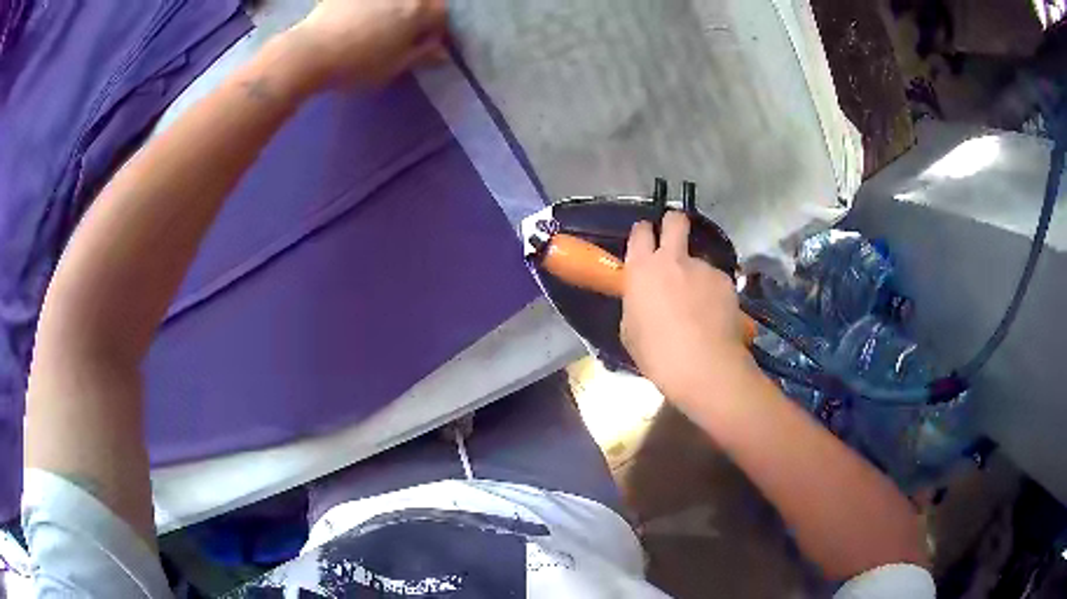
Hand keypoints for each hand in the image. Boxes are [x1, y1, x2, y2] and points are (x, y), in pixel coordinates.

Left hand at [291, 0, 448, 87]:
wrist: (309, 53)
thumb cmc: (357, 64)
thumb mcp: (394, 67)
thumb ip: (420, 55)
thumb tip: (441, 51)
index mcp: (419, 10)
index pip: (441, 14)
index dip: (435, 29)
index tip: (424, 44)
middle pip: (418, 1)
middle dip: (415, 14)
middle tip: (401, 32)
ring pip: (391, 1)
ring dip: (390, 9)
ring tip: (375, 26)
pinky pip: (361, 3)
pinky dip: (364, 8)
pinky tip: (352, 19)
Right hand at [621, 212, 749, 400]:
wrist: (703, 366)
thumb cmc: (657, 353)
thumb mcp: (631, 329)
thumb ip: (637, 302)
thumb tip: (646, 299)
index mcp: (643, 269)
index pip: (640, 232)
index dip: (644, 233)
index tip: (646, 240)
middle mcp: (673, 259)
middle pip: (675, 220)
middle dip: (674, 223)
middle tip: (674, 239)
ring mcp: (703, 268)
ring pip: (699, 258)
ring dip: (696, 273)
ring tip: (700, 304)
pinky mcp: (726, 281)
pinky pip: (715, 280)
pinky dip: (714, 293)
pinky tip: (714, 315)